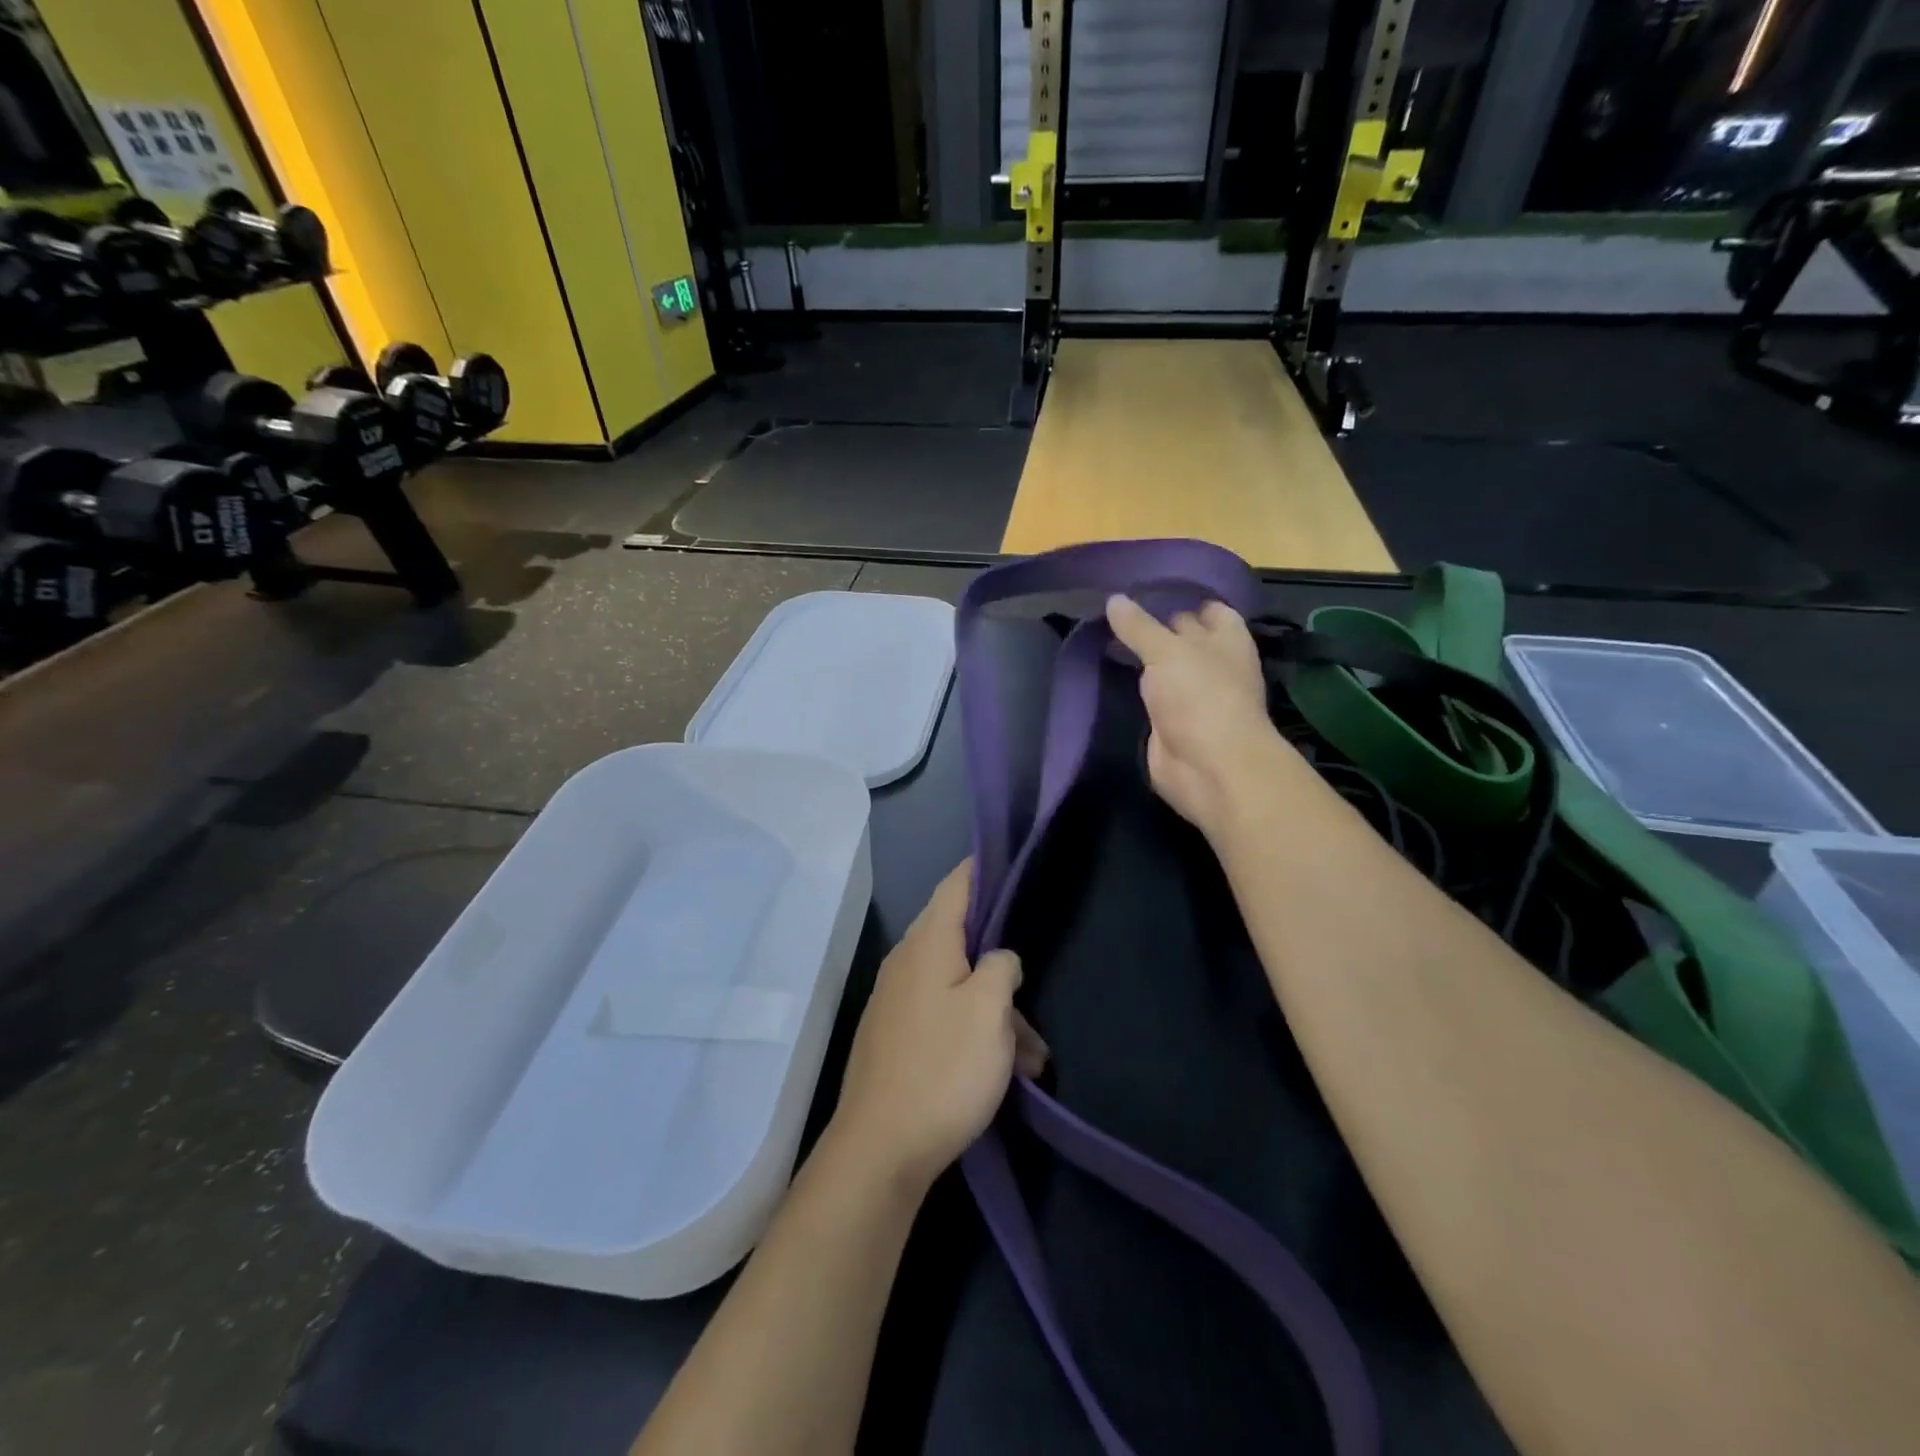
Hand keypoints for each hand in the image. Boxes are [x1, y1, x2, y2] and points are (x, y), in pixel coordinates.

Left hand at [829, 860, 1047, 1191]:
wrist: (880, 1150)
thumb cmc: (943, 1069)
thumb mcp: (989, 1011)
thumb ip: (1000, 967)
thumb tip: (998, 958)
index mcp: (928, 942)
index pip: (957, 883)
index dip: (984, 867)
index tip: (1013, 860)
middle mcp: (907, 961)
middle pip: (962, 939)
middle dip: (1003, 964)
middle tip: (1035, 985)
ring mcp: (898, 1000)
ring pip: (959, 986)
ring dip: (997, 1013)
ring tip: (1034, 1058)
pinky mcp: (896, 1036)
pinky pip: (944, 1016)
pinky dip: (975, 1032)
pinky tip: (1005, 1072)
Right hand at [1105, 593, 1290, 839]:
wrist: (1208, 768)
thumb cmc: (1200, 696)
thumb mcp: (1166, 651)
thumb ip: (1139, 627)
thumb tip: (1114, 599)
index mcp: (1226, 639)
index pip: (1209, 608)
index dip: (1183, 596)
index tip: (1144, 586)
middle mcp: (1213, 664)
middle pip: (1184, 637)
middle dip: (1155, 624)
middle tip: (1113, 608)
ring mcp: (1194, 696)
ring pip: (1165, 668)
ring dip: (1142, 658)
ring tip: (1103, 633)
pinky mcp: (1172, 723)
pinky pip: (1151, 696)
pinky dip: (1134, 687)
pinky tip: (1109, 672)